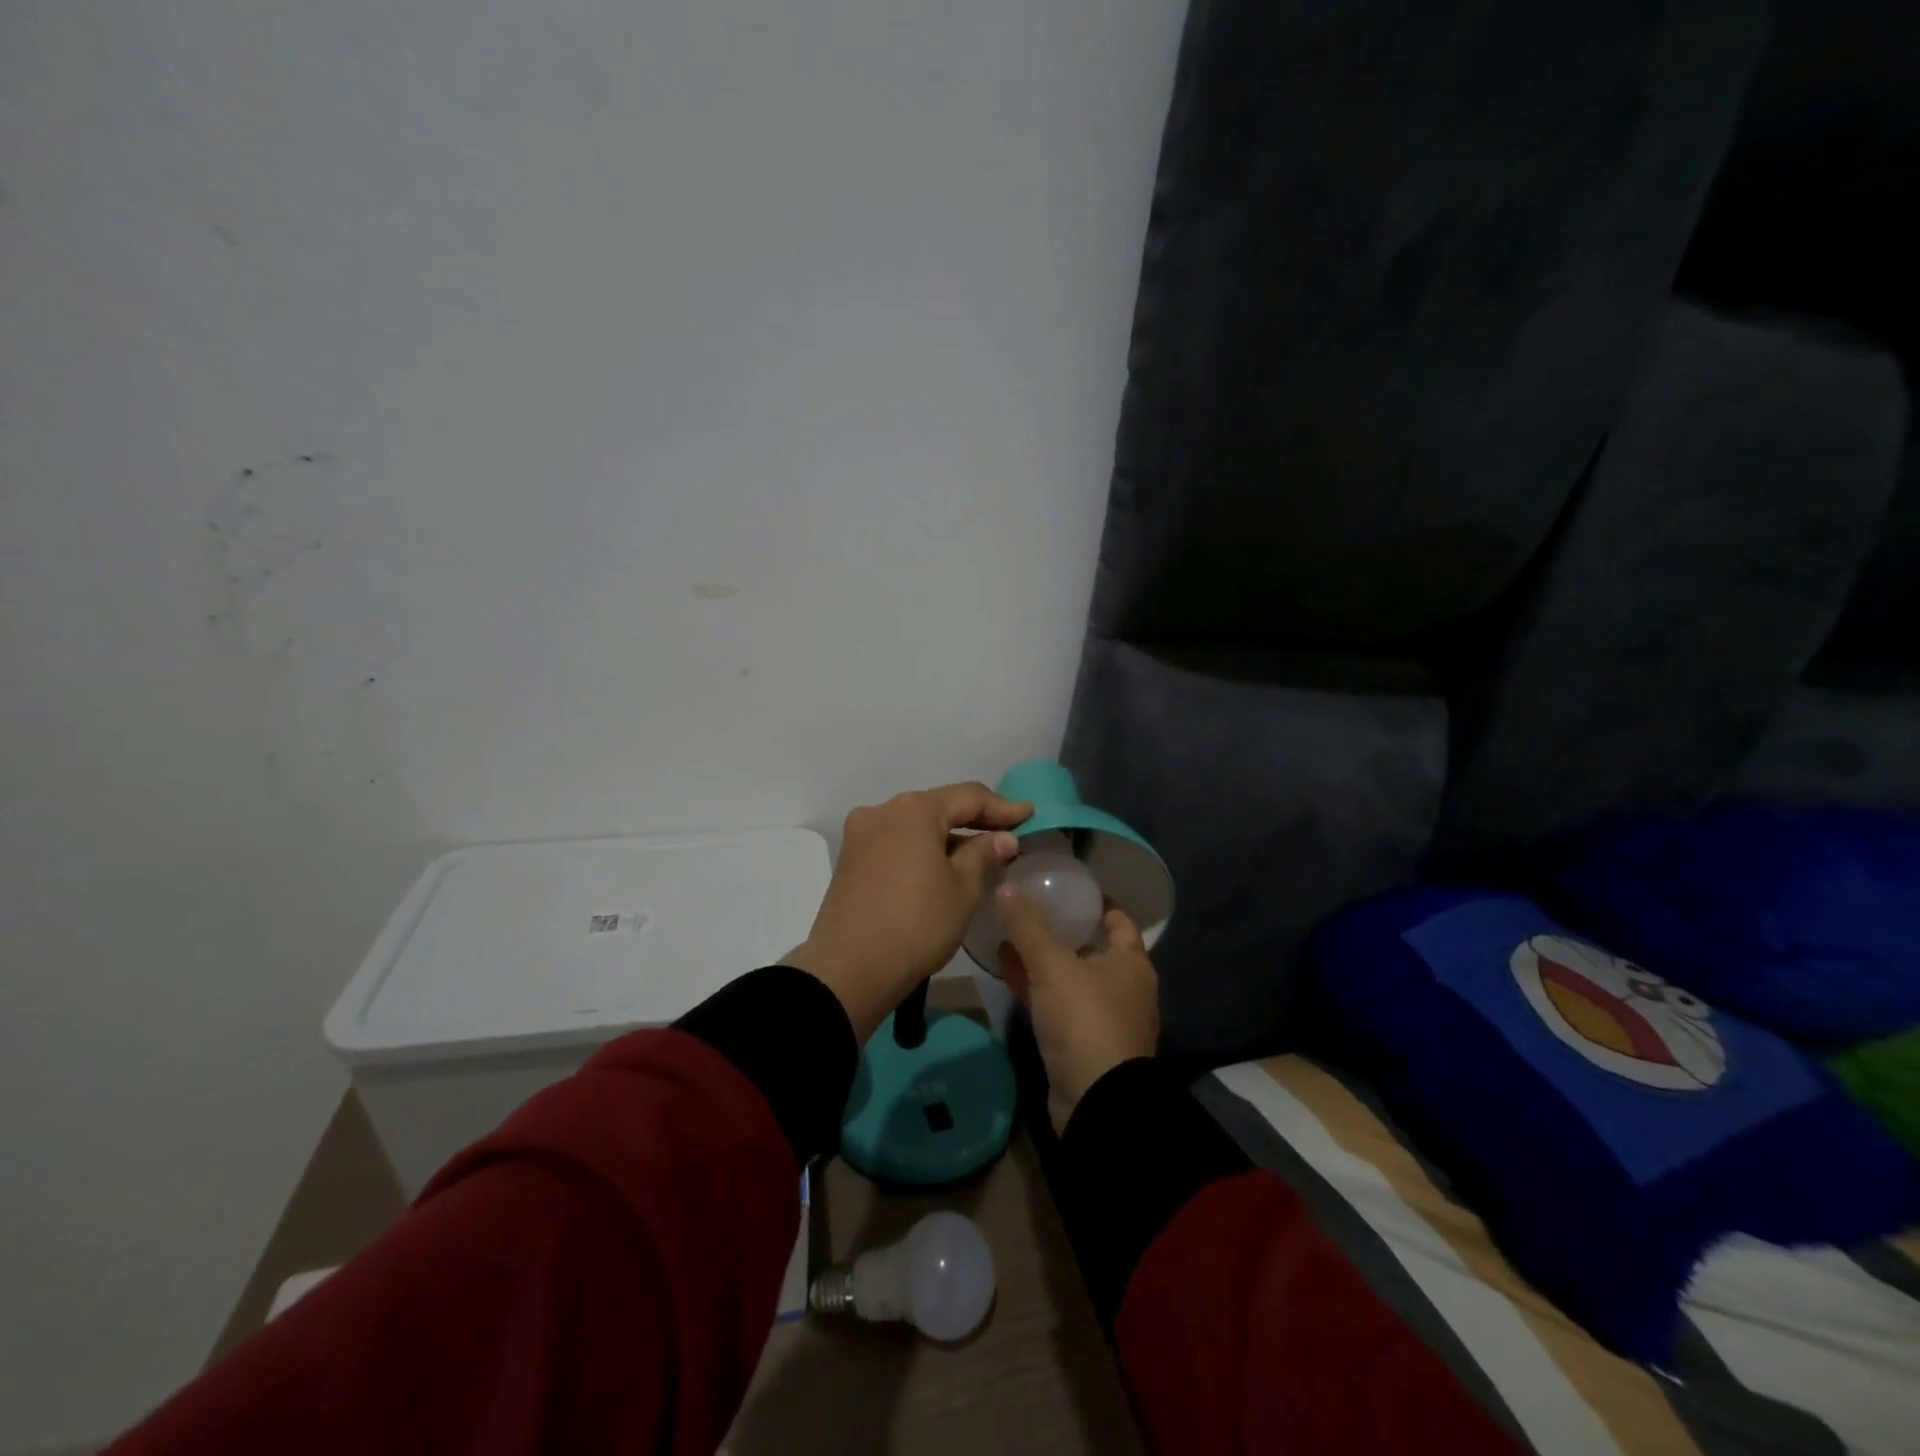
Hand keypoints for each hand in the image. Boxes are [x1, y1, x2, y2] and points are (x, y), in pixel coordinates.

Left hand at [784, 783, 1031, 1040]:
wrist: (849, 970)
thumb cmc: (916, 924)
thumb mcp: (962, 890)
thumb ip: (984, 855)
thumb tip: (1003, 839)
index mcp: (914, 810)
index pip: (968, 797)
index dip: (1002, 807)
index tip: (1029, 814)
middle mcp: (883, 810)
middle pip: (938, 807)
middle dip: (974, 821)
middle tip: (1007, 834)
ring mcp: (861, 834)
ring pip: (915, 826)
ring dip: (946, 837)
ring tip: (978, 854)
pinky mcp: (850, 859)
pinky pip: (896, 842)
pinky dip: (922, 849)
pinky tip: (941, 867)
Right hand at [995, 887, 1159, 1133]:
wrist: (1097, 1101)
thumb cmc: (1085, 1019)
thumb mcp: (1052, 965)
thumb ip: (1028, 926)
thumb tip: (1006, 885)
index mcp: (1131, 962)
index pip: (1117, 919)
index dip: (1095, 902)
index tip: (1066, 887)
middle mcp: (1125, 987)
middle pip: (1092, 948)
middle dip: (1061, 930)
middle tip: (1028, 909)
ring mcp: (1105, 1018)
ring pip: (1072, 978)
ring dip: (1044, 961)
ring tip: (1009, 937)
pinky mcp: (1084, 1043)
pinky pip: (1059, 1004)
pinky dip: (1038, 988)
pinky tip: (1007, 973)